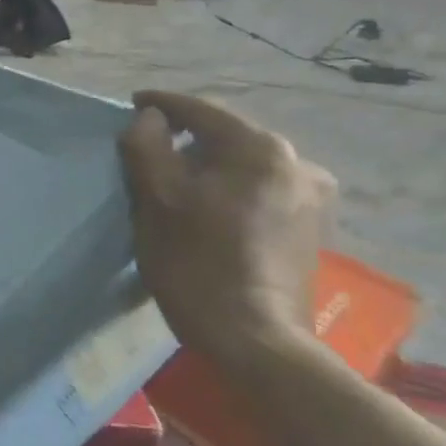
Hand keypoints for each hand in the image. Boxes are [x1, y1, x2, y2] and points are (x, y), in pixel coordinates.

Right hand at [118, 91, 333, 371]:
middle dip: (187, 138)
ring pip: (245, 165)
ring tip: (178, 180)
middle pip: (227, 136)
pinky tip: (210, 208)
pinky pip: (261, 190)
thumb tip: (150, 118)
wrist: (255, 340)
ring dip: (210, 166)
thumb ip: (147, 146)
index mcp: (261, 149)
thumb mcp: (156, 199)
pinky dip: (231, 189)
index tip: (133, 104)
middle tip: (150, 148)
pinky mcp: (312, 229)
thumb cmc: (197, 262)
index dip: (162, 104)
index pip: (201, 111)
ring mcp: (312, 198)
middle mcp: (297, 163)